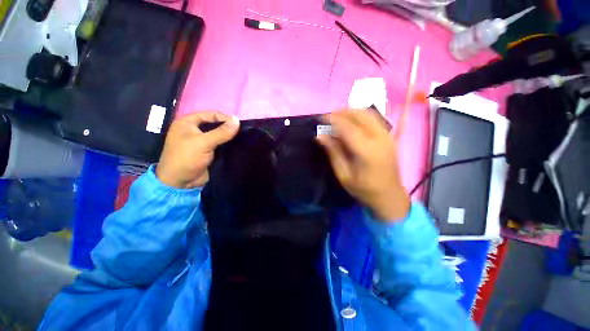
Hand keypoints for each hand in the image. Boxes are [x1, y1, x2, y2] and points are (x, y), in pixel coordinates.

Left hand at [156, 111, 239, 188]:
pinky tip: (236, 146)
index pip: (210, 114)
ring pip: (218, 135)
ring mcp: (200, 142)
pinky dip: (227, 145)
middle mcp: (193, 130)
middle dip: (227, 128)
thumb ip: (221, 132)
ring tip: (242, 139)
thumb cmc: (187, 158)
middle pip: (215, 124)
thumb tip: (237, 119)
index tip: (239, 125)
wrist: (180, 183)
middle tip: (242, 133)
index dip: (224, 118)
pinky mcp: (207, 152)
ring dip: (228, 137)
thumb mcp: (204, 142)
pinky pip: (219, 145)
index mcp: (187, 122)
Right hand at [317, 109, 409, 221]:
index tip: (321, 118)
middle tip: (328, 117)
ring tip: (338, 117)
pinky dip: (360, 116)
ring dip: (351, 112)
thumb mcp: (344, 174)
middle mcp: (379, 139)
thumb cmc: (364, 189)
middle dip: (342, 112)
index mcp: (367, 151)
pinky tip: (351, 121)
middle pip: (360, 115)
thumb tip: (320, 136)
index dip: (333, 120)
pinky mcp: (389, 137)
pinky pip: (374, 119)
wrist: (389, 196)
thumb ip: (333, 152)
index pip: (348, 127)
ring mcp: (387, 136)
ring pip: (369, 114)